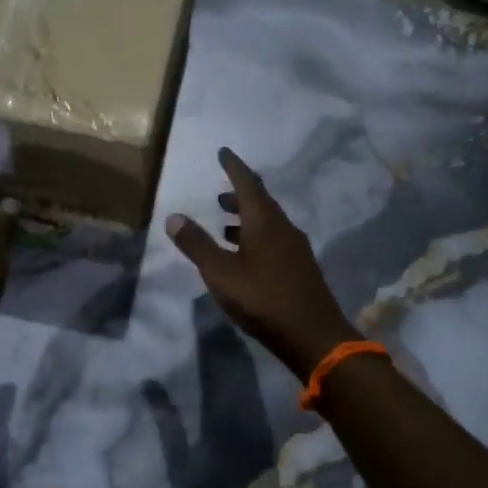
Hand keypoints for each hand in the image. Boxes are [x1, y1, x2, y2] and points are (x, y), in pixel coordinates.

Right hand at [165, 148, 358, 379]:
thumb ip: (197, 245)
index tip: (223, 152)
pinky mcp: (299, 268)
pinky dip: (255, 236)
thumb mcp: (221, 274)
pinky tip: (245, 254)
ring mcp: (295, 249)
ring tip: (225, 222)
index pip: (248, 184)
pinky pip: (274, 240)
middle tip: (220, 192)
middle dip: (239, 194)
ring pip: (268, 223)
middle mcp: (284, 228)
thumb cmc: (264, 300)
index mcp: (265, 223)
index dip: (234, 167)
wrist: (313, 335)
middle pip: (261, 202)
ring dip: (246, 218)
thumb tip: (173, 216)